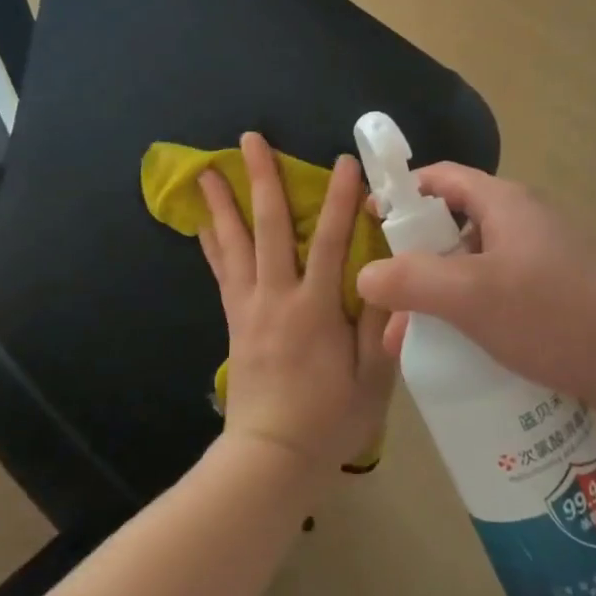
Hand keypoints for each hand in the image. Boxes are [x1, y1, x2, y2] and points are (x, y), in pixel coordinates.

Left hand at [197, 133, 394, 471]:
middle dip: (263, 180)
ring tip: (208, 171)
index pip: (333, 242)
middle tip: (250, 139)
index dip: (341, 200)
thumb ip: (380, 327)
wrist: (271, 456)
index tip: (344, 162)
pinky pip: (221, 274)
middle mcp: (278, 298)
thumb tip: (391, 277)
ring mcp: (250, 308)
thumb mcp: (372, 380)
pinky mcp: (234, 322)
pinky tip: (203, 225)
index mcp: (316, 309)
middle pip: (270, 228)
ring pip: (235, 245)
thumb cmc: (329, 420)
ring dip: (224, 205)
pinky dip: (212, 245)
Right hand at [355, 164, 595, 421]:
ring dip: (438, 301)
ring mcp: (537, 265)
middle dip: (413, 265)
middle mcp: (519, 226)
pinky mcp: (550, 302)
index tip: (368, 223)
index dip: (401, 193)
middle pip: (450, 230)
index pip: (440, 179)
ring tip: (410, 344)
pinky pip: (494, 301)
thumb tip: (364, 275)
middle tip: (385, 303)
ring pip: (471, 273)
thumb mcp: (474, 295)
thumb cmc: (557, 314)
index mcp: (503, 205)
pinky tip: (453, 358)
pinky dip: (468, 321)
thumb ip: (413, 281)